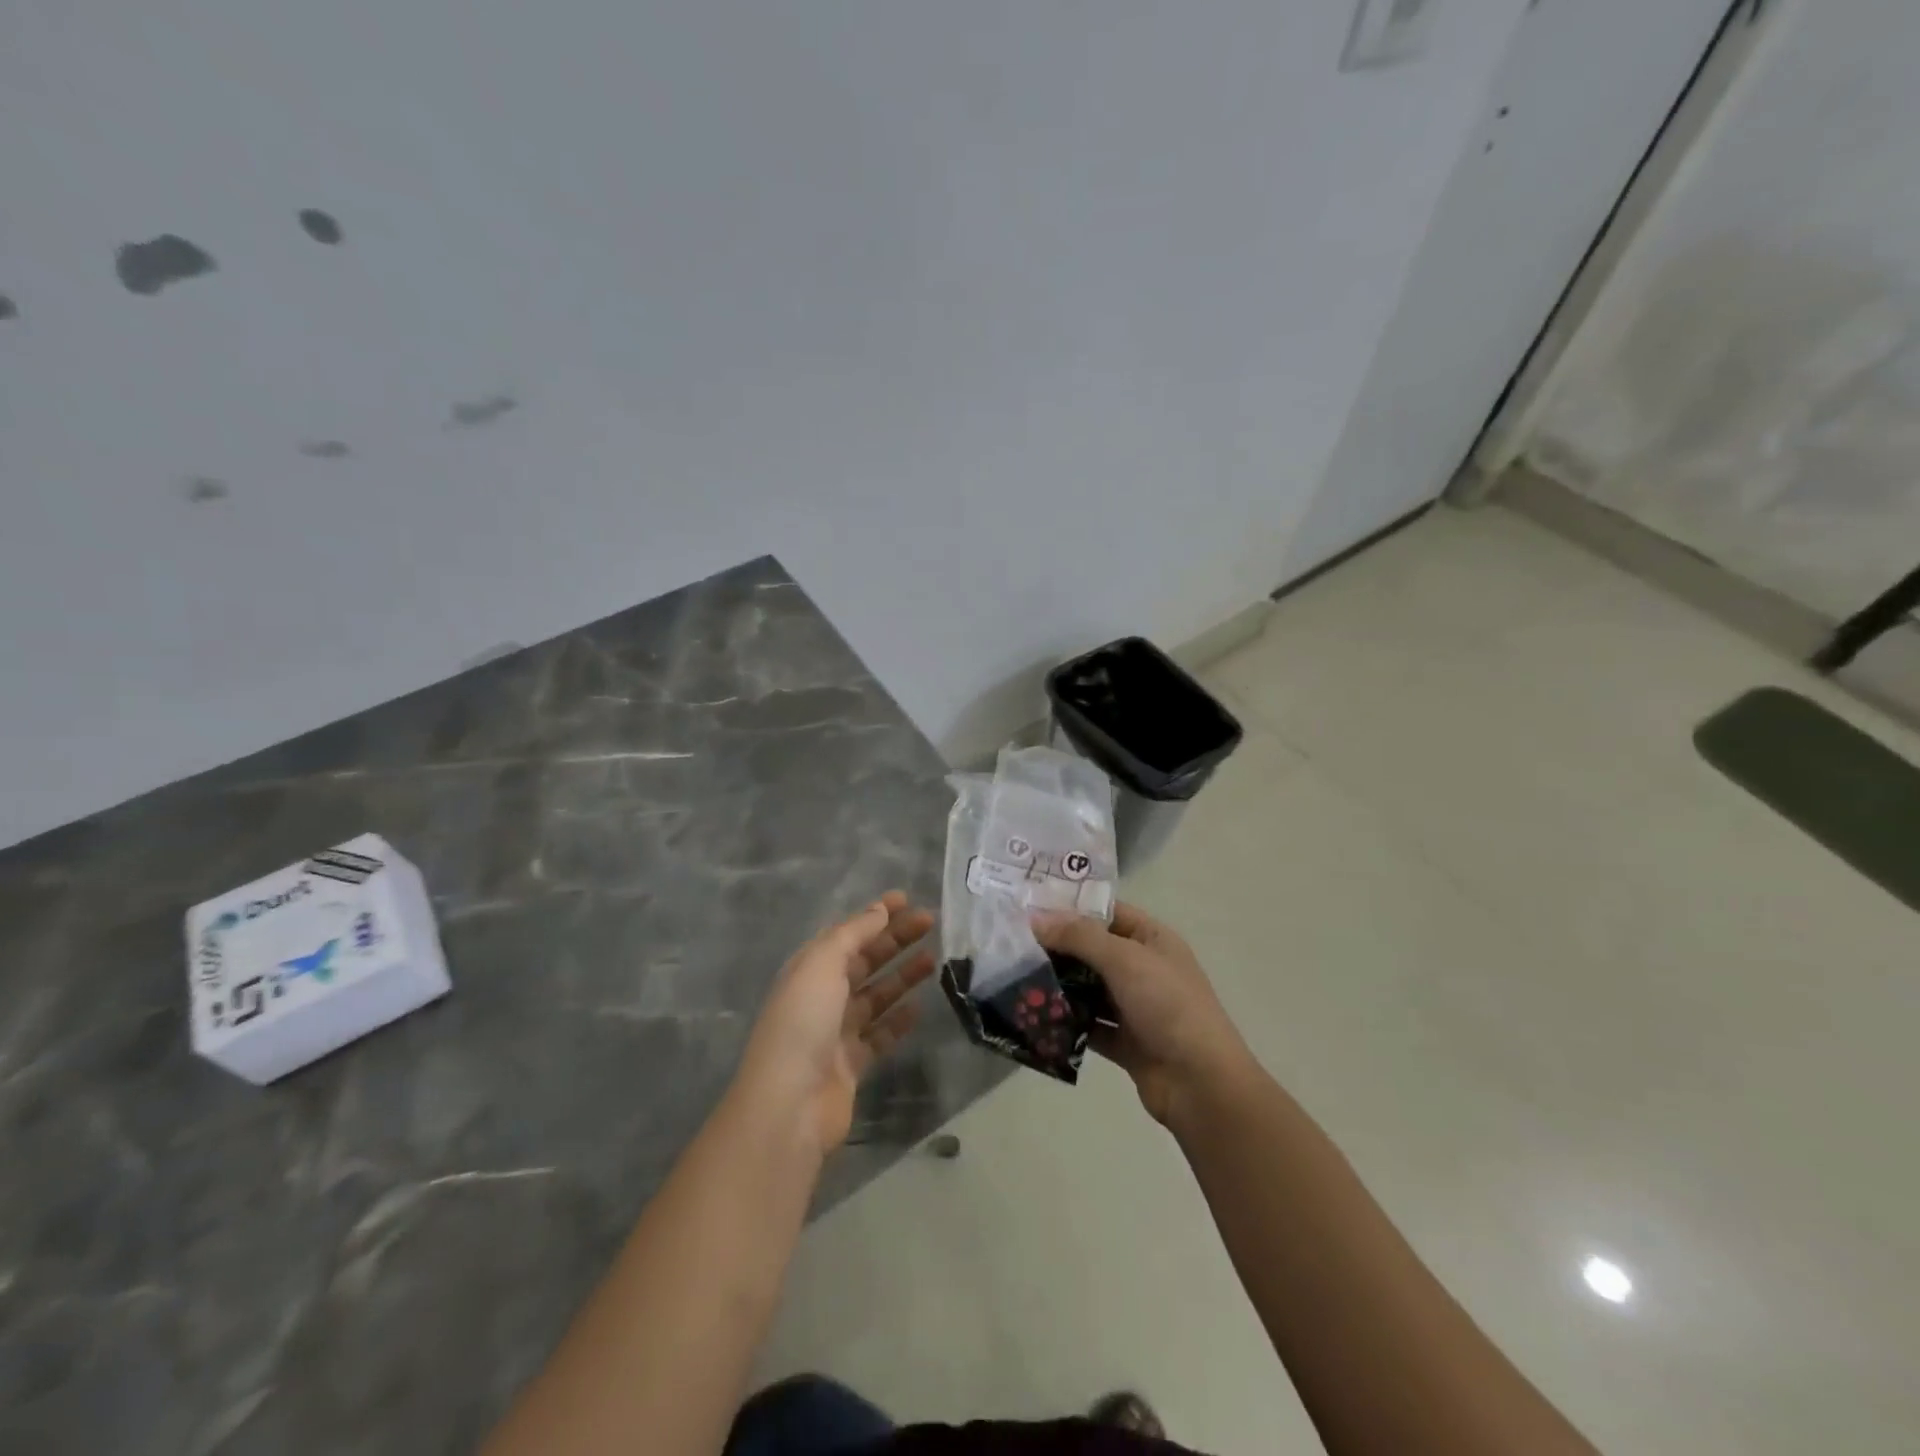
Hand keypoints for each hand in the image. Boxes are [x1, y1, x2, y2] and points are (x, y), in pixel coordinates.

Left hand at [736, 892, 935, 1154]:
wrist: (789, 1104)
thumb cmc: (802, 1022)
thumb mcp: (822, 964)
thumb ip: (852, 935)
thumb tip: (879, 911)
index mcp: (809, 968)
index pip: (846, 933)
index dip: (875, 915)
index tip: (906, 899)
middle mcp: (821, 996)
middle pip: (863, 960)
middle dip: (894, 940)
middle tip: (929, 922)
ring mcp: (836, 1031)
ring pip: (875, 995)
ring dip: (902, 976)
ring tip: (934, 959)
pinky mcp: (852, 1064)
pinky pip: (880, 1034)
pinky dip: (898, 1019)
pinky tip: (920, 1007)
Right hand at [1032, 901, 1255, 1127]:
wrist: (1201, 1084)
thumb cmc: (1169, 1006)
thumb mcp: (1124, 959)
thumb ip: (1079, 937)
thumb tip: (1036, 918)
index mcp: (1153, 939)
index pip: (1107, 912)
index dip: (1072, 907)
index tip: (1030, 907)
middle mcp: (1144, 968)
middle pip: (1094, 950)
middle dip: (1058, 948)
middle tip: (1012, 944)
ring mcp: (1135, 1006)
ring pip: (1088, 988)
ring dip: (1059, 985)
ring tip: (1015, 978)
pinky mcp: (1125, 1041)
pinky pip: (1089, 1024)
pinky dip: (1066, 1021)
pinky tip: (1035, 1017)